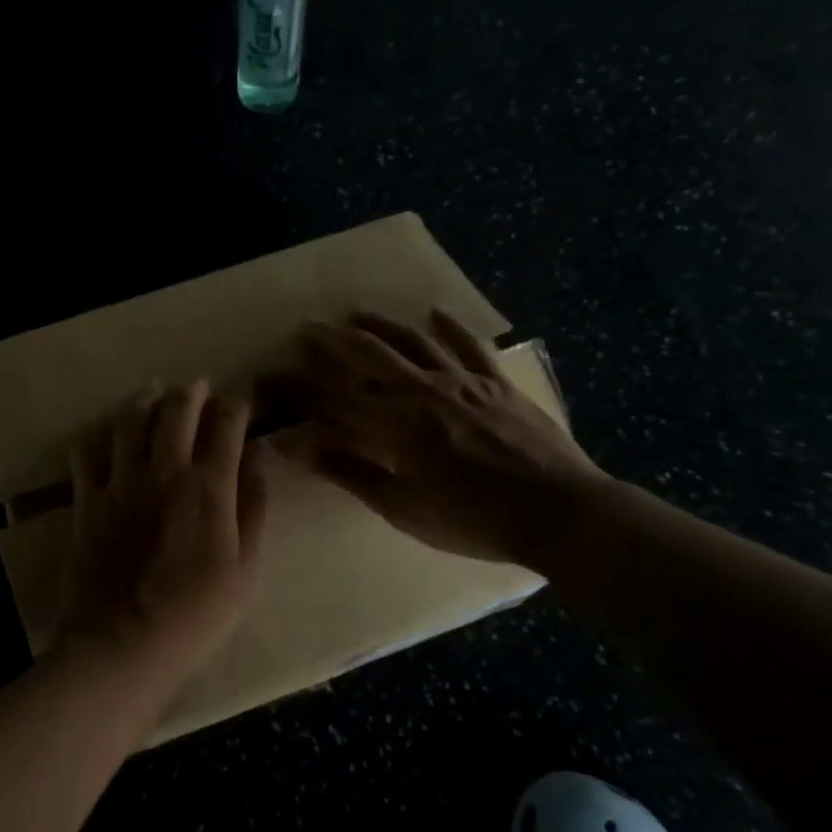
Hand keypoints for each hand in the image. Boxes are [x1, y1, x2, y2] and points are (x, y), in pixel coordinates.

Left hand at [55, 381, 268, 677]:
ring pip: (129, 419)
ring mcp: (120, 481)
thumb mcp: (245, 567)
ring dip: (144, 400)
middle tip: (198, 387)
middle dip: (191, 391)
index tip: (241, 401)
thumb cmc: (195, 614)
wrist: (123, 643)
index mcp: (208, 486)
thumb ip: (253, 505)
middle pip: (176, 408)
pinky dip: (98, 435)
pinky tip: (105, 434)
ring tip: (152, 393)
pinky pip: (86, 451)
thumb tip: (259, 454)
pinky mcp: (87, 499)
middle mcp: (164, 470)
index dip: (236, 404)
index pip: (226, 424)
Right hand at [296, 310, 608, 569]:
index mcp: (394, 425)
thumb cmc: (474, 519)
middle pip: (368, 357)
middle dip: (332, 342)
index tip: (272, 378)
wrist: (559, 512)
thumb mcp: (404, 508)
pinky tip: (436, 312)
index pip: (334, 398)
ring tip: (355, 313)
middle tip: (307, 328)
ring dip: (380, 325)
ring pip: (412, 341)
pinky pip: (470, 345)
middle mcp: (421, 391)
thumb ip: (353, 475)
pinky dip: (451, 327)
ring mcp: (462, 381)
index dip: (299, 387)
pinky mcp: (497, 382)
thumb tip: (302, 451)